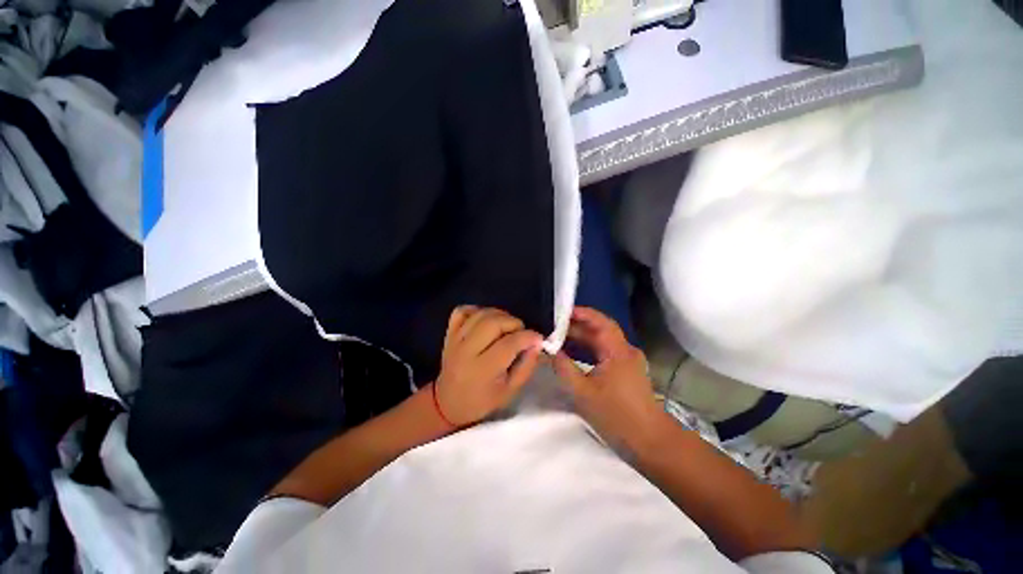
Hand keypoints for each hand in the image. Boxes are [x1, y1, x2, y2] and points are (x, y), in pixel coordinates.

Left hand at [434, 306, 542, 426]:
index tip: (538, 338)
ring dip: (499, 315)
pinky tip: (486, 320)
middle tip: (521, 332)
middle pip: (493, 322)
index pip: (508, 344)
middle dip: (514, 323)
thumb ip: (526, 367)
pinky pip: (462, 311)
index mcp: (483, 370)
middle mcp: (466, 351)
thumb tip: (536, 343)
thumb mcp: (510, 392)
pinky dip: (477, 310)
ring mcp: (455, 340)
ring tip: (507, 327)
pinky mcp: (449, 333)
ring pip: (480, 314)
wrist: (449, 402)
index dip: (528, 337)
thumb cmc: (482, 401)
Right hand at [553, 307, 663, 451]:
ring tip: (559, 337)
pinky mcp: (627, 370)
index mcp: (618, 351)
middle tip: (554, 326)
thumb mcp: (583, 393)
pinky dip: (589, 349)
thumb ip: (564, 369)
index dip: (582, 313)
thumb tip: (550, 351)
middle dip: (577, 326)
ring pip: (602, 341)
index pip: (601, 322)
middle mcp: (625, 350)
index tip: (562, 311)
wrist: (650, 441)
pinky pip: (605, 352)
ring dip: (582, 338)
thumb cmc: (616, 415)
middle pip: (600, 330)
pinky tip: (574, 353)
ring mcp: (628, 360)